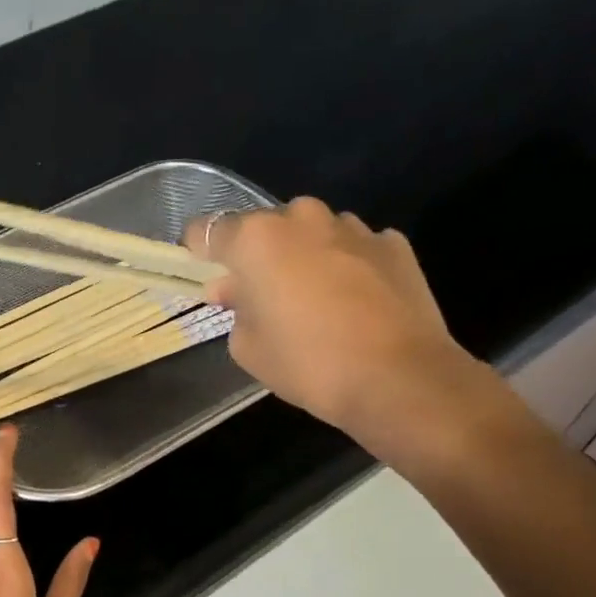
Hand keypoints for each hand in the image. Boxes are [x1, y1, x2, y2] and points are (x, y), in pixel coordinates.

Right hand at [188, 198, 508, 466]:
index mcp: (257, 240)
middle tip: (261, 298)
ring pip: (312, 235)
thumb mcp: (248, 349)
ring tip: (313, 304)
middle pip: (265, 228)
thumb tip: (236, 291)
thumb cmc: (307, 365)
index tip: (204, 276)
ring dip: (304, 259)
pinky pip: (353, 249)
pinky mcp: (392, 243)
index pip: (208, 231)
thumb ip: (235, 310)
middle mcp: (303, 218)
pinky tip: (352, 305)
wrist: (395, 377)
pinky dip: (345, 267)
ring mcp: (353, 227)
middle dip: (258, 257)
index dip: (200, 253)